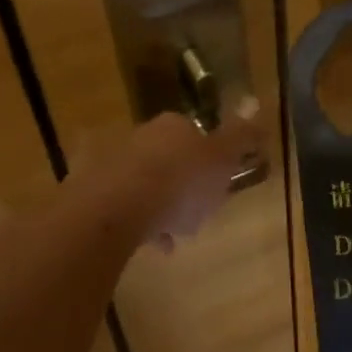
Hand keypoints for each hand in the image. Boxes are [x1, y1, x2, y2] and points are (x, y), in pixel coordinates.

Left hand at [113, 102, 263, 252]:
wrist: (117, 209)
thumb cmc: (180, 182)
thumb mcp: (222, 160)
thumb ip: (241, 137)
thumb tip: (255, 106)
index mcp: (173, 126)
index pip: (196, 134)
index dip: (211, 159)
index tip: (219, 182)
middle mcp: (141, 136)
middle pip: (170, 158)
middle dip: (185, 184)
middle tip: (200, 211)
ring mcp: (115, 164)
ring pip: (148, 184)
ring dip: (164, 207)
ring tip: (178, 234)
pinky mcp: (96, 191)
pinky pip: (128, 207)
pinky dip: (144, 224)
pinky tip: (156, 245)